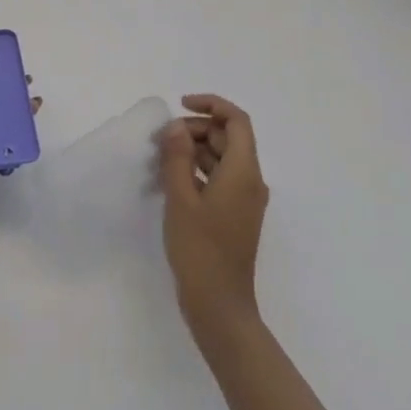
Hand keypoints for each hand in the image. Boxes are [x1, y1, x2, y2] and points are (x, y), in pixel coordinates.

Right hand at [158, 94, 269, 339]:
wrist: (219, 305)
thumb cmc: (200, 249)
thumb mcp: (181, 198)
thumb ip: (177, 157)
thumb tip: (177, 126)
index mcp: (244, 172)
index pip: (237, 121)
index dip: (211, 104)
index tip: (180, 106)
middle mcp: (250, 181)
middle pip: (228, 138)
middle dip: (196, 128)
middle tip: (162, 138)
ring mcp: (244, 200)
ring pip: (222, 158)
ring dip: (194, 149)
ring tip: (160, 156)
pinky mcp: (234, 215)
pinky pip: (218, 178)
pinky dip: (197, 170)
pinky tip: (170, 178)